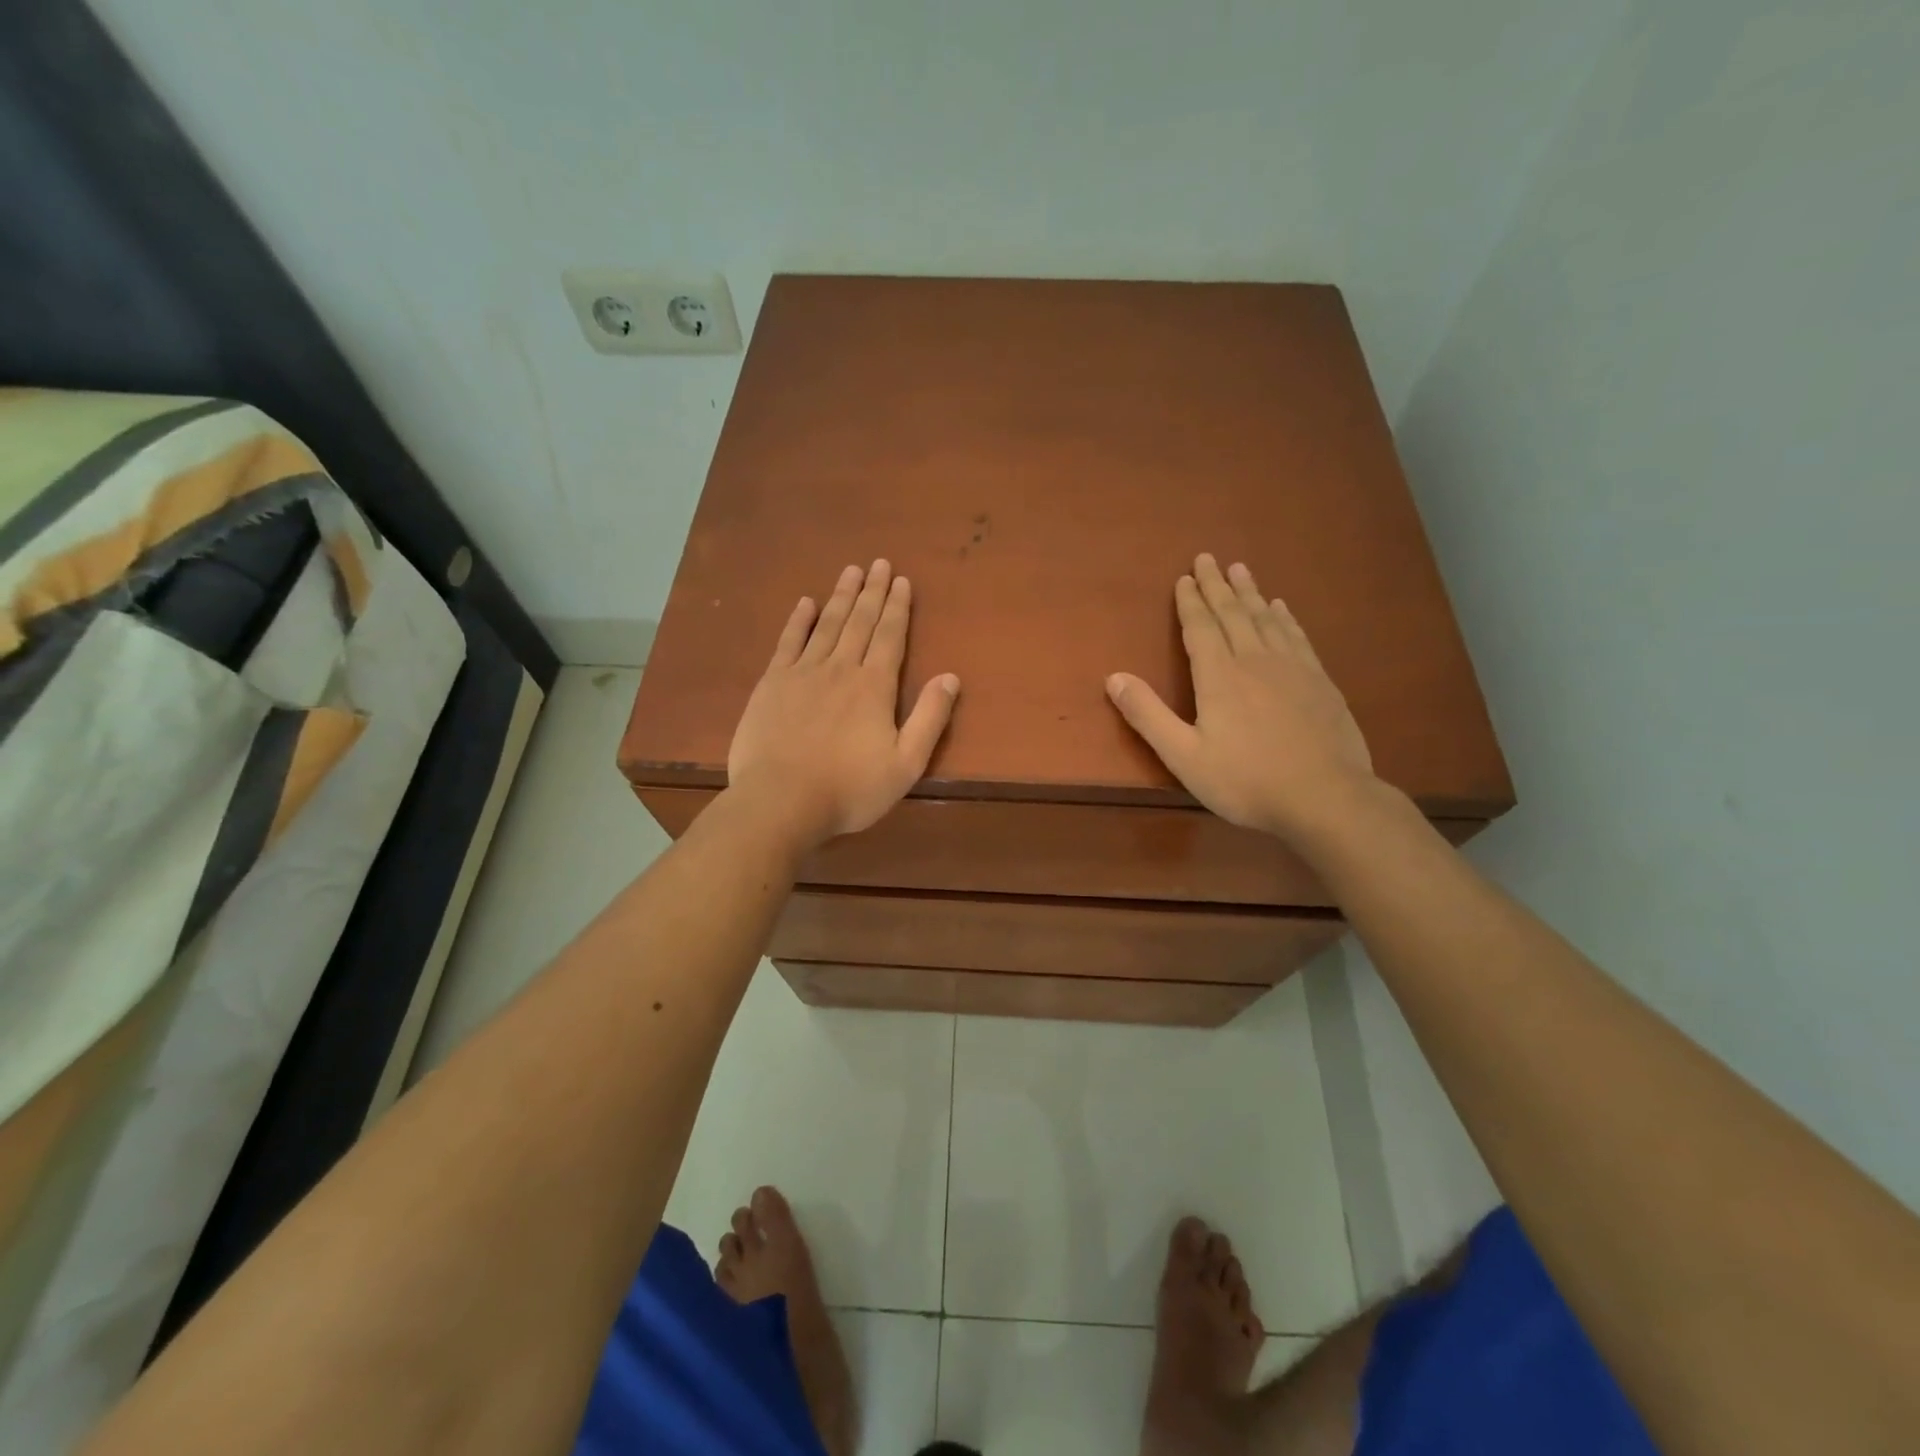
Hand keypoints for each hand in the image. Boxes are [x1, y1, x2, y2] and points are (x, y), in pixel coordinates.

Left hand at [728, 559, 959, 848]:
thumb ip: (930, 718)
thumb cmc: (850, 789)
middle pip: (860, 622)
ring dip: (840, 596)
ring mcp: (802, 673)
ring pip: (826, 625)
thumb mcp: (906, 764)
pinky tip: (805, 603)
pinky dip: (798, 621)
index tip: (902, 580)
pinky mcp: (772, 684)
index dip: (898, 607)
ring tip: (851, 571)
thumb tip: (951, 677)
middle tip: (879, 563)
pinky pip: (788, 642)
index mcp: (874, 686)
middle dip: (872, 592)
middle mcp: (841, 669)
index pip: (890, 636)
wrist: (781, 801)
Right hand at [1106, 553, 1374, 842]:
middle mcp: (1255, 661)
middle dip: (1217, 586)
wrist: (1326, 797)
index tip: (1184, 577)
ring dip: (1250, 593)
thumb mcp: (1184, 756)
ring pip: (1265, 619)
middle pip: (1233, 614)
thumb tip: (1113, 677)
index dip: (1190, 602)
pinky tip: (1281, 608)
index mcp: (1219, 677)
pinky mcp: (1320, 681)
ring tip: (1240, 569)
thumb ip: (1148, 716)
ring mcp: (1292, 668)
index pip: (1201, 628)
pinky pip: (1297, 636)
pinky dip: (1284, 617)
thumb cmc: (1246, 781)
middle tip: (1208, 558)